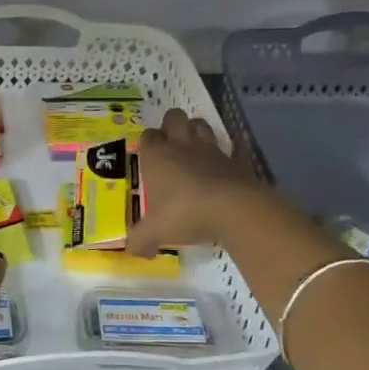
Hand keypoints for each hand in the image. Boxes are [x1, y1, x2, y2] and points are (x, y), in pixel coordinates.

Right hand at [127, 108, 274, 255]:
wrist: (233, 209)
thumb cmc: (186, 213)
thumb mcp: (156, 231)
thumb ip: (141, 240)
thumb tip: (133, 252)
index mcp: (157, 156)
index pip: (148, 135)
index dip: (148, 142)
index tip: (149, 158)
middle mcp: (182, 146)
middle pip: (174, 117)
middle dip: (171, 125)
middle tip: (171, 146)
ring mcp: (211, 150)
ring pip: (201, 124)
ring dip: (197, 130)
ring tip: (195, 149)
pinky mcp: (236, 159)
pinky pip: (234, 147)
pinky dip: (232, 150)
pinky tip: (230, 159)